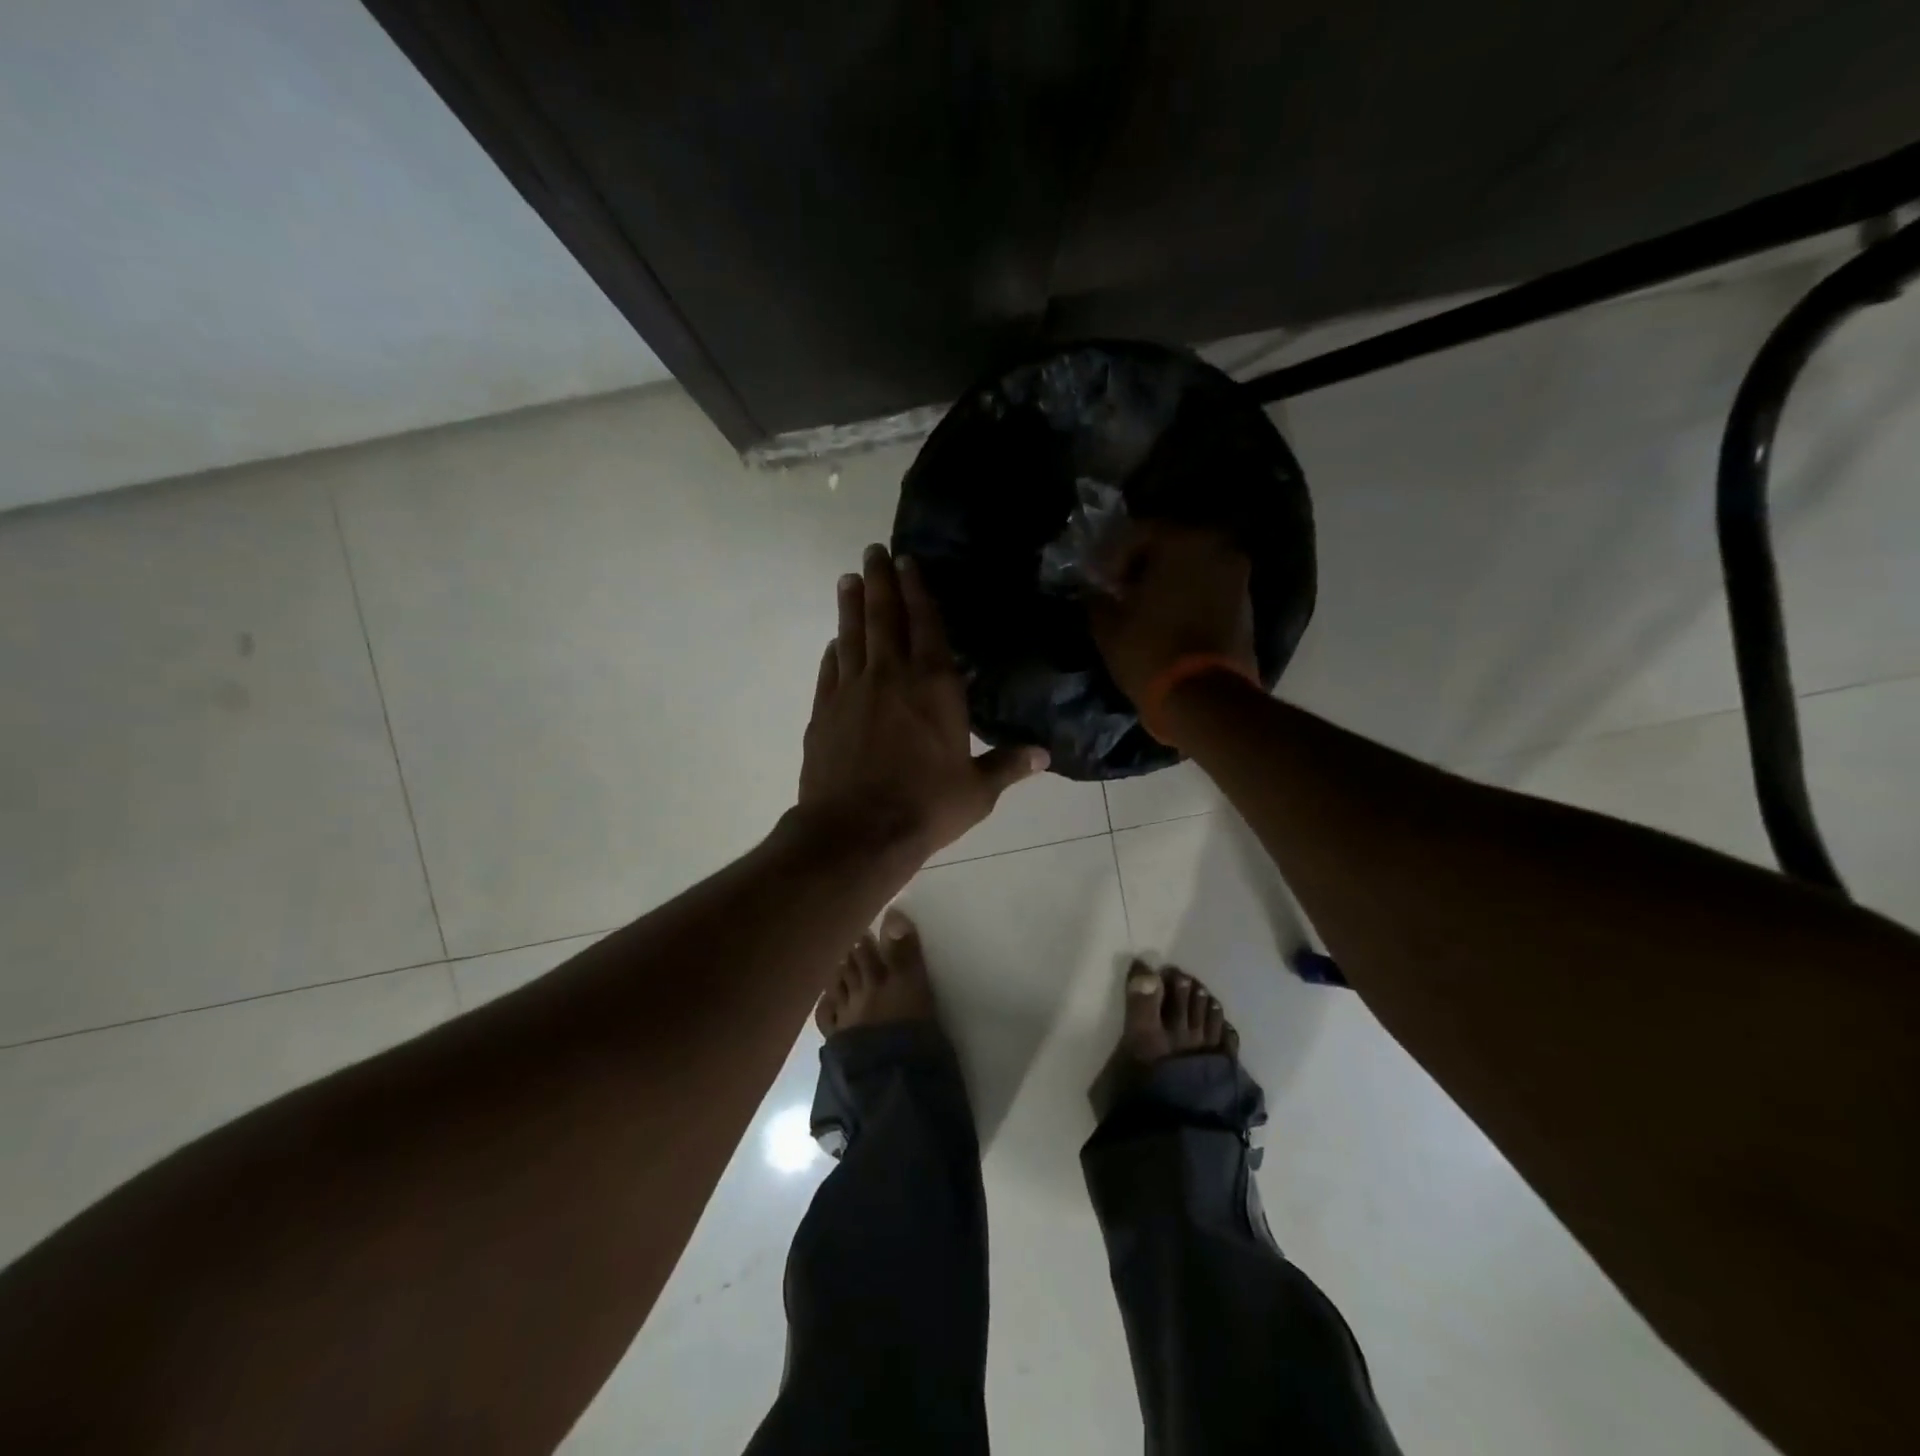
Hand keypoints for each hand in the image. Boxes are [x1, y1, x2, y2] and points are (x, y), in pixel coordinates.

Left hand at [797, 544, 1047, 859]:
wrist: (856, 832)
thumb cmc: (925, 807)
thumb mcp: (977, 791)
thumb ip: (1008, 766)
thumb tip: (1045, 754)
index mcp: (935, 687)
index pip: (928, 626)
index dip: (919, 591)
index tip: (908, 562)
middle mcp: (892, 677)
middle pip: (884, 618)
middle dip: (880, 581)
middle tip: (872, 552)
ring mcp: (852, 692)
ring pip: (852, 636)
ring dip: (851, 606)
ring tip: (848, 580)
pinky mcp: (824, 713)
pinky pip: (829, 671)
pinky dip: (832, 652)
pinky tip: (833, 642)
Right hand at [1089, 522, 1257, 705]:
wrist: (1204, 697)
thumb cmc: (1150, 651)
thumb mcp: (1108, 625)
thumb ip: (1098, 598)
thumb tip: (1095, 591)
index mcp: (1182, 541)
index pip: (1138, 532)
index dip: (1111, 555)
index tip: (1097, 579)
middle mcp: (1216, 548)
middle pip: (1170, 545)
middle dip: (1143, 564)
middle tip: (1120, 588)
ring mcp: (1237, 576)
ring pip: (1192, 566)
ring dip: (1168, 580)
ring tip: (1144, 606)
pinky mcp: (1246, 605)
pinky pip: (1208, 588)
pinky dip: (1188, 596)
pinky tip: (1168, 618)